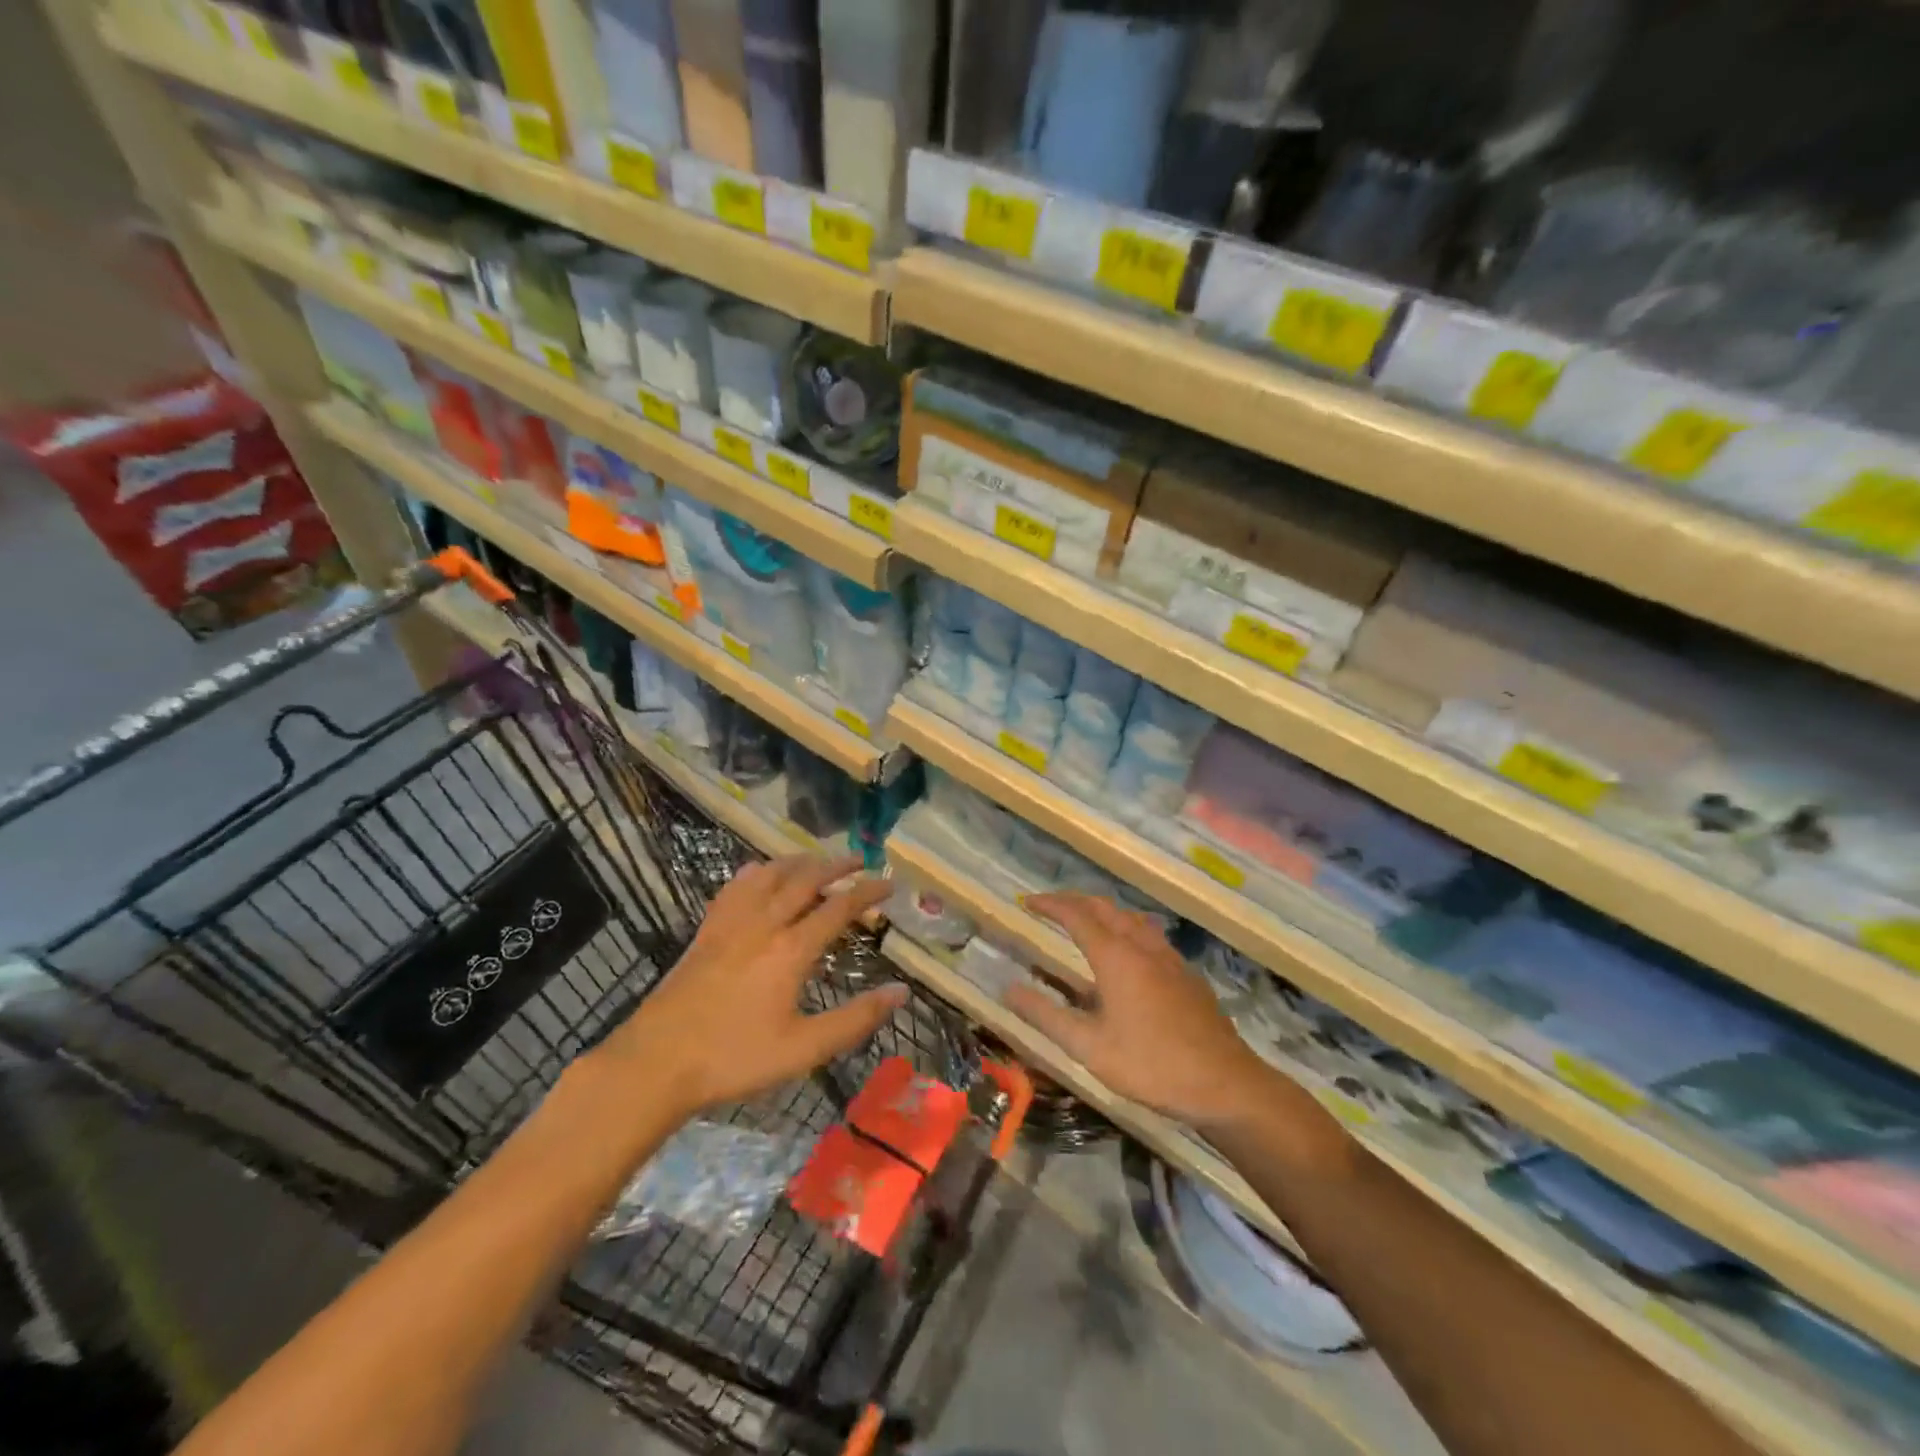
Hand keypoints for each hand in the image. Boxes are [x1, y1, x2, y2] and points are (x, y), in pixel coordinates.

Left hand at [596, 855, 899, 1117]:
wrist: (656, 1063)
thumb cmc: (735, 1059)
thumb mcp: (804, 1048)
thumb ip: (856, 1019)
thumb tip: (901, 992)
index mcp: (791, 949)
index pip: (838, 908)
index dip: (867, 892)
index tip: (889, 884)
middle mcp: (763, 924)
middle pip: (805, 880)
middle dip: (836, 865)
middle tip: (859, 859)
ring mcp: (730, 923)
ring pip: (769, 874)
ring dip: (798, 862)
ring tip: (816, 860)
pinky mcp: (706, 930)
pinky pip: (735, 886)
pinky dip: (757, 872)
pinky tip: (759, 875)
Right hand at [1005, 894, 1284, 1131]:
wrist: (1226, 1084)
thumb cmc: (1152, 1065)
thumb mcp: (1089, 1048)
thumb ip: (1046, 1015)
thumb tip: (1008, 989)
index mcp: (1116, 957)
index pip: (1076, 915)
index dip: (1050, 905)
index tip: (1027, 901)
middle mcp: (1142, 946)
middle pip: (1105, 908)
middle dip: (1075, 901)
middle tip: (1051, 907)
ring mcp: (1170, 958)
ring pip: (1131, 918)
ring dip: (1103, 912)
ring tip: (1086, 922)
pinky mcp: (1187, 974)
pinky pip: (1150, 935)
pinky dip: (1127, 928)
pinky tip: (1128, 954)